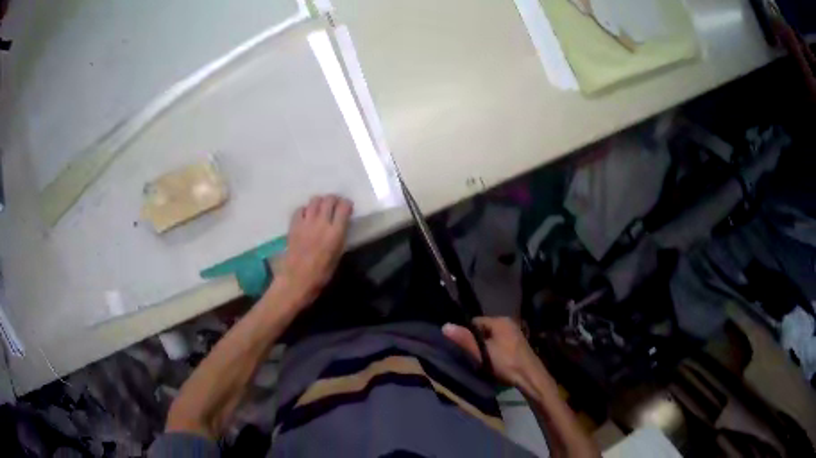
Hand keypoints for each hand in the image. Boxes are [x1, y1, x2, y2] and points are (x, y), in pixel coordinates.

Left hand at [275, 195, 352, 307]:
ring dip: (320, 202)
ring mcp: (305, 222)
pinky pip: (300, 209)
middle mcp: (321, 223)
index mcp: (335, 233)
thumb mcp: (337, 256)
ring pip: (314, 200)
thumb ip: (340, 238)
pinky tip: (307, 217)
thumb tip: (341, 226)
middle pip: (329, 199)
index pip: (344, 207)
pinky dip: (305, 210)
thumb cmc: (321, 274)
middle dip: (334, 200)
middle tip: (335, 206)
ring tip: (321, 209)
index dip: (347, 204)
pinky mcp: (293, 225)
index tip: (348, 207)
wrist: (296, 280)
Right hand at [443, 317, 543, 388]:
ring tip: (480, 361)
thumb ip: (465, 339)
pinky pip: (500, 344)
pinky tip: (492, 362)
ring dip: (485, 348)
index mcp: (500, 321)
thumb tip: (445, 326)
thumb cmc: (506, 363)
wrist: (530, 377)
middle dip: (476, 341)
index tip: (462, 348)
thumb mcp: (483, 352)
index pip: (475, 322)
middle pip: (484, 330)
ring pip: (492, 338)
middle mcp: (508, 323)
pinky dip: (494, 351)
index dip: (466, 334)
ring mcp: (515, 334)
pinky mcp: (518, 345)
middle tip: (470, 356)